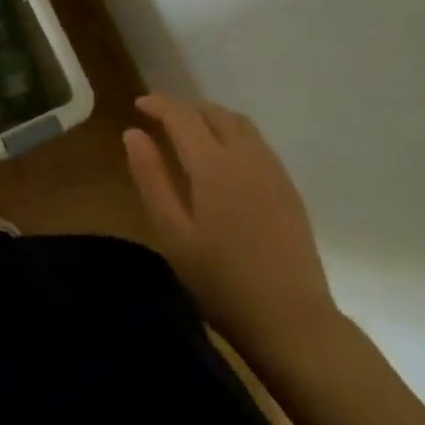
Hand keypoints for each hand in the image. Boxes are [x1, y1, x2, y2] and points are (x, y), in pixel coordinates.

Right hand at [124, 93, 339, 360]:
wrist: (292, 320)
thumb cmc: (221, 280)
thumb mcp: (172, 233)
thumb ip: (151, 178)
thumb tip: (133, 133)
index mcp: (213, 164)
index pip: (182, 115)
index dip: (158, 104)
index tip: (138, 105)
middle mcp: (245, 156)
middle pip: (213, 113)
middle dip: (184, 108)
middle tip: (160, 119)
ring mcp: (272, 171)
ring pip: (239, 124)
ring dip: (211, 118)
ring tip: (190, 134)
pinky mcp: (288, 188)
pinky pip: (257, 143)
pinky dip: (232, 135)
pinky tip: (223, 160)